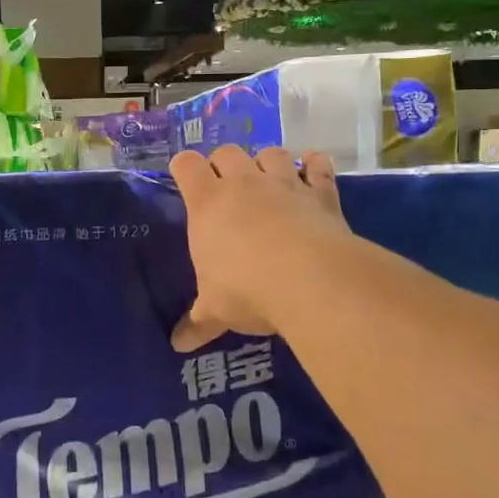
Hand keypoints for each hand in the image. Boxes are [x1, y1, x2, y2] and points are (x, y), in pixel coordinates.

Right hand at [170, 145, 347, 351]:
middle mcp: (244, 184)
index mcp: (208, 203)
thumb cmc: (247, 290)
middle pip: (227, 152)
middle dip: (224, 163)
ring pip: (271, 153)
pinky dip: (315, 165)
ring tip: (267, 180)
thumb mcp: (215, 310)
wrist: (311, 281)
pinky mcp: (321, 194)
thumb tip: (177, 345)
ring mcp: (285, 184)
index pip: (186, 165)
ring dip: (267, 162)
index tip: (185, 178)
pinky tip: (313, 169)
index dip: (183, 167)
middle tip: (226, 187)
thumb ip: (198, 322)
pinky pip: (318, 166)